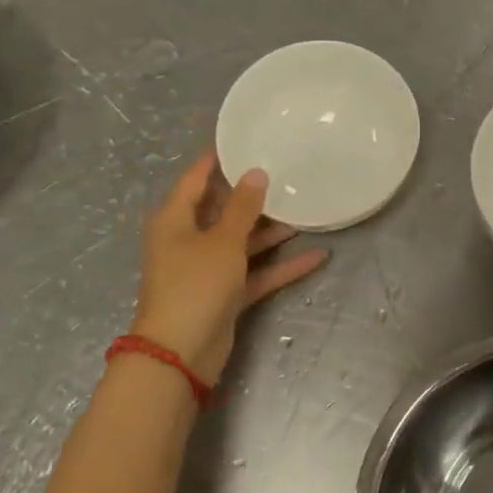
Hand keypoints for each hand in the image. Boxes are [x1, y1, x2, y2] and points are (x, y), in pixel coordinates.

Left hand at [133, 150, 328, 383]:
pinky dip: (281, 265)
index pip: (197, 177)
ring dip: (273, 230)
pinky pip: (255, 271)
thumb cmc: (195, 285)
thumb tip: (256, 172)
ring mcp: (207, 268)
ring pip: (243, 240)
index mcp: (175, 218)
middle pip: (223, 208)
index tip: (246, 137)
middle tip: (287, 170)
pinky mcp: (224, 294)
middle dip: (255, 194)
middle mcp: (188, 238)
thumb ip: (242, 207)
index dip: (219, 157)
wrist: (180, 356)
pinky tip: (317, 256)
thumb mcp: (222, 241)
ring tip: (308, 208)